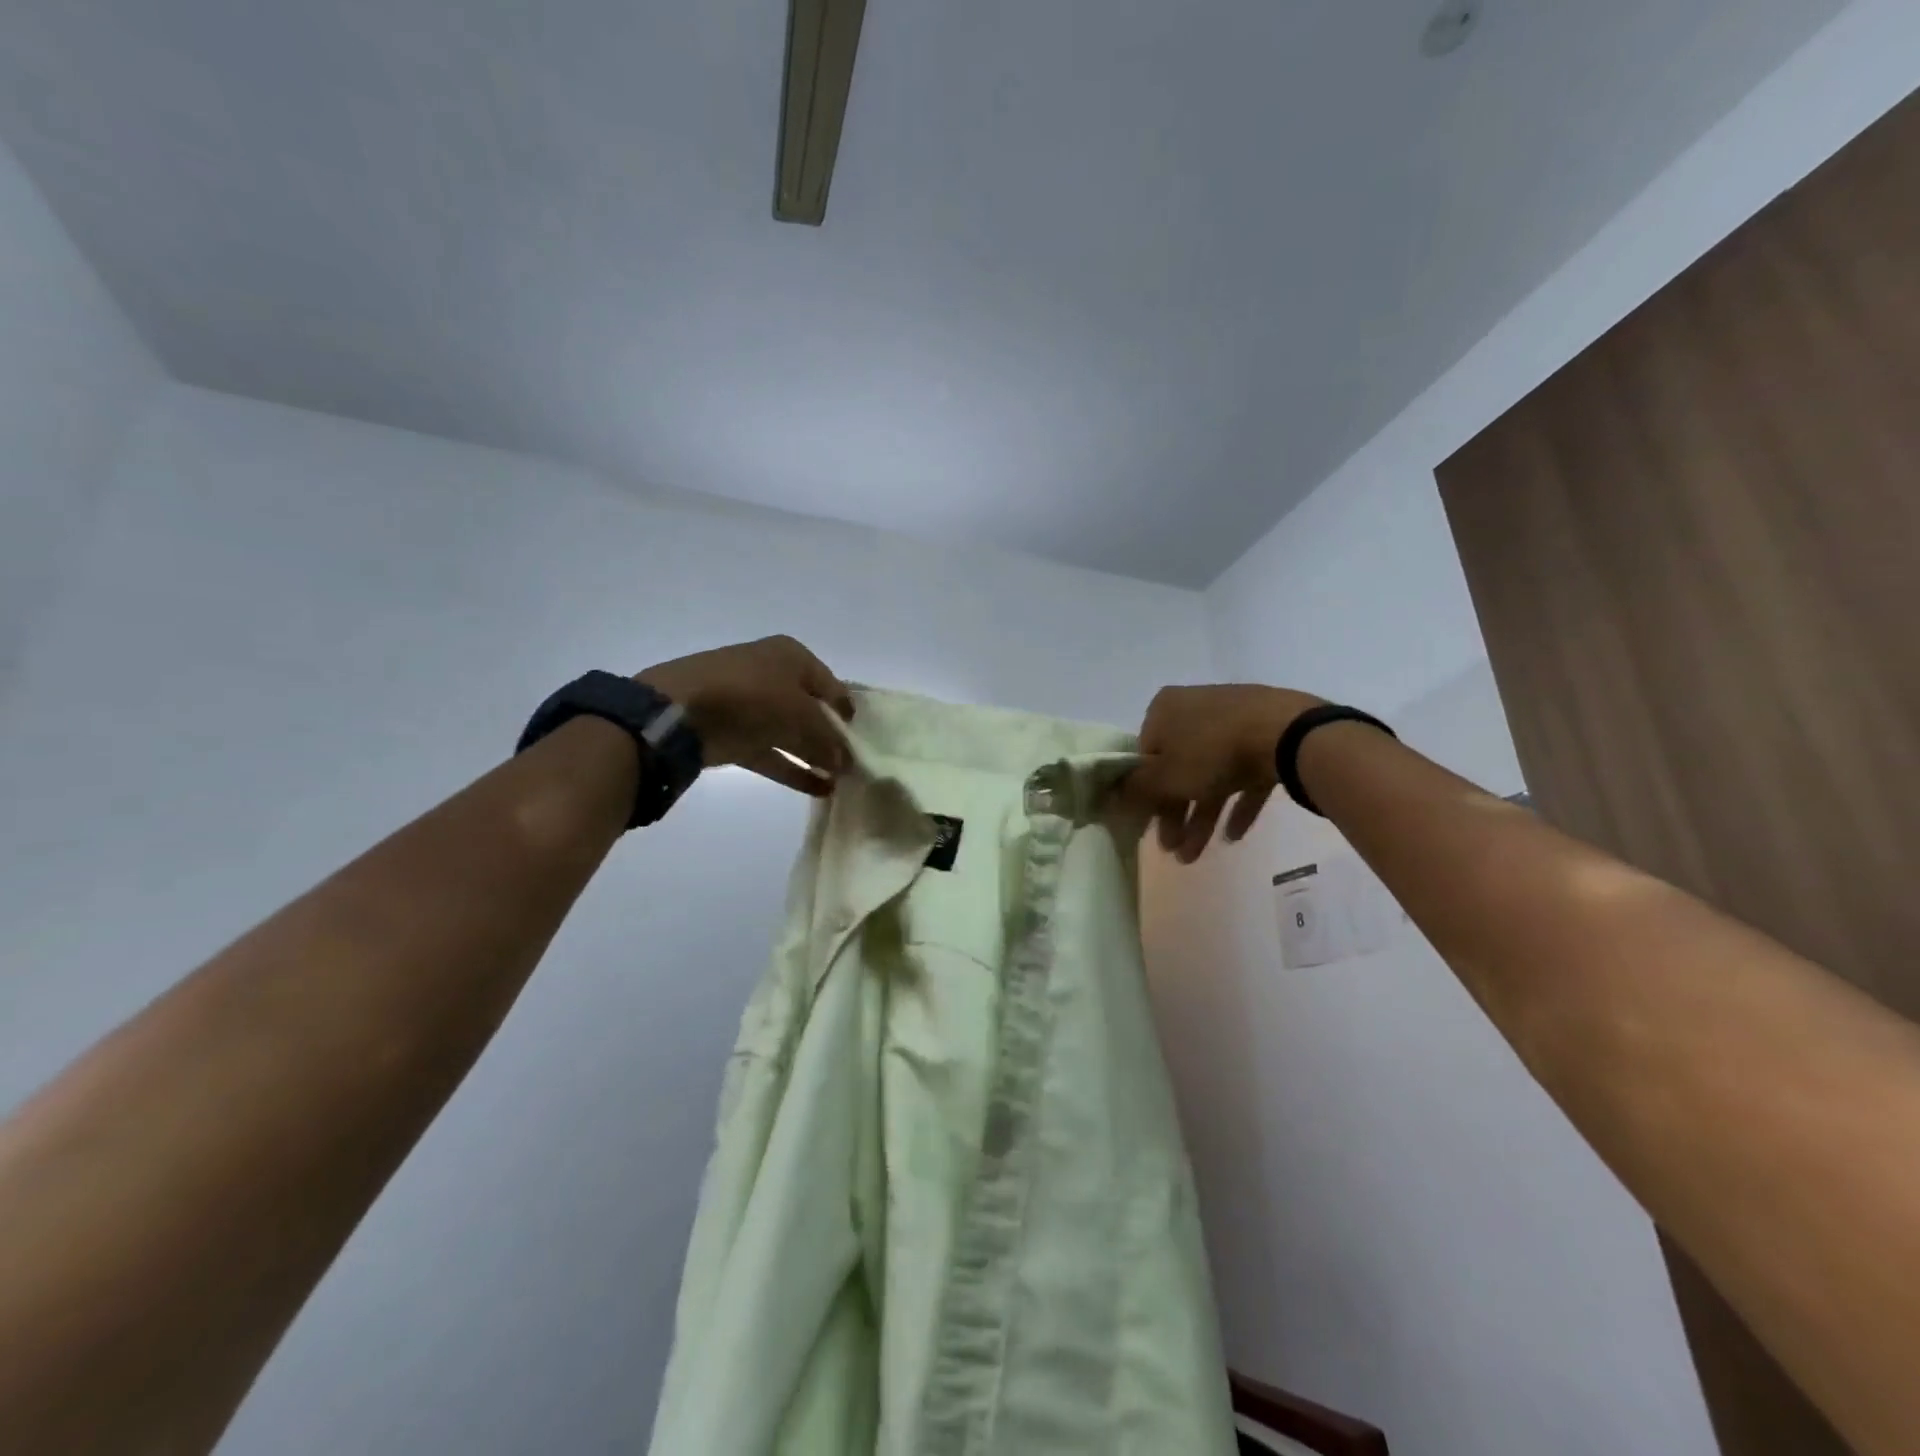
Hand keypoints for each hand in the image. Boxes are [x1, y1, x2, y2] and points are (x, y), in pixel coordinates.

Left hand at [638, 636, 854, 794]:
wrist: (679, 711)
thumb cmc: (753, 697)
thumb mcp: (802, 714)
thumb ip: (828, 739)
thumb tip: (845, 761)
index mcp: (792, 656)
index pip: (832, 685)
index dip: (848, 712)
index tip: (863, 740)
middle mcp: (772, 674)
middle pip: (811, 710)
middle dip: (831, 737)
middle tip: (853, 766)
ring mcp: (750, 705)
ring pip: (791, 733)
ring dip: (814, 756)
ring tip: (840, 782)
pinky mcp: (733, 734)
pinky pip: (771, 752)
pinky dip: (792, 769)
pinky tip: (818, 789)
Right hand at [1125, 684, 1323, 861]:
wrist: (1288, 734)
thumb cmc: (1212, 752)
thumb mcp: (1164, 777)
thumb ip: (1134, 790)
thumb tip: (1106, 797)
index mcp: (1164, 710)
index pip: (1143, 756)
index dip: (1144, 795)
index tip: (1148, 827)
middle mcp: (1195, 709)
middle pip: (1177, 768)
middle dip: (1174, 814)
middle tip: (1173, 850)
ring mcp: (1234, 721)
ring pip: (1210, 775)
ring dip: (1201, 816)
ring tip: (1197, 856)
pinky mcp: (1267, 736)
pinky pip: (1245, 774)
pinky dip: (1236, 804)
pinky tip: (1233, 836)